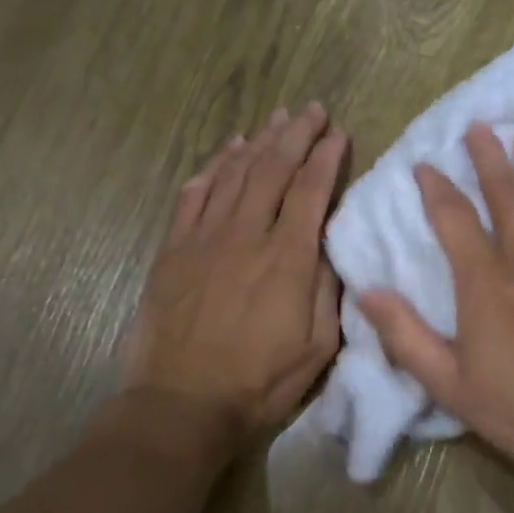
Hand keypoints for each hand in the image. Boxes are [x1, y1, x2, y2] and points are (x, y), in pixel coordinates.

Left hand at [122, 104, 346, 439]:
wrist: (181, 403)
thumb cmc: (259, 381)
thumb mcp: (317, 345)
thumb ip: (327, 288)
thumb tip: (328, 243)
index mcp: (287, 258)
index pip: (311, 190)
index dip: (326, 157)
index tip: (339, 133)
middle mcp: (246, 236)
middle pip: (272, 169)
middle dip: (296, 134)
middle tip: (312, 109)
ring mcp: (204, 239)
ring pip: (234, 174)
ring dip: (257, 142)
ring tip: (275, 119)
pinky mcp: (174, 250)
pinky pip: (193, 195)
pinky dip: (212, 167)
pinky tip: (226, 151)